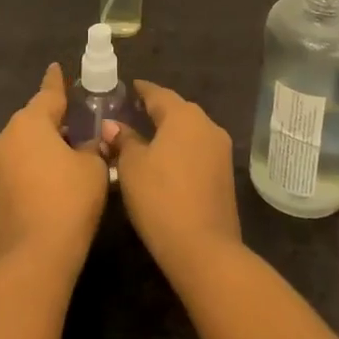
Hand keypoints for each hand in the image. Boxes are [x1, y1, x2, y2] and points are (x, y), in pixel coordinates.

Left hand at [0, 64, 109, 273]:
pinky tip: (55, 176)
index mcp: (29, 123)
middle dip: (54, 118)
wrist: (32, 259)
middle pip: (34, 119)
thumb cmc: (67, 202)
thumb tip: (87, 143)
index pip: (48, 94)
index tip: (57, 67)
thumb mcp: (93, 168)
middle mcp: (6, 137)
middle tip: (77, 119)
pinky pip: (19, 165)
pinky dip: (35, 164)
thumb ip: (92, 147)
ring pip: (24, 143)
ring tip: (70, 150)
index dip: (57, 81)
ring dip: (44, 143)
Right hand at [102, 80, 242, 280]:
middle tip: (133, 113)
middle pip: (177, 110)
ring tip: (146, 138)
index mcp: (184, 116)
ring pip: (189, 131)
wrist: (205, 250)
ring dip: (169, 132)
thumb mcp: (132, 166)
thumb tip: (113, 125)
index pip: (158, 93)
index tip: (128, 88)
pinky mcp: (225, 175)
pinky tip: (165, 161)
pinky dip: (181, 150)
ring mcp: (220, 151)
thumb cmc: (161, 199)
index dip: (141, 90)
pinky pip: (198, 150)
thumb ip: (123, 140)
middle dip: (156, 110)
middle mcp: (207, 125)